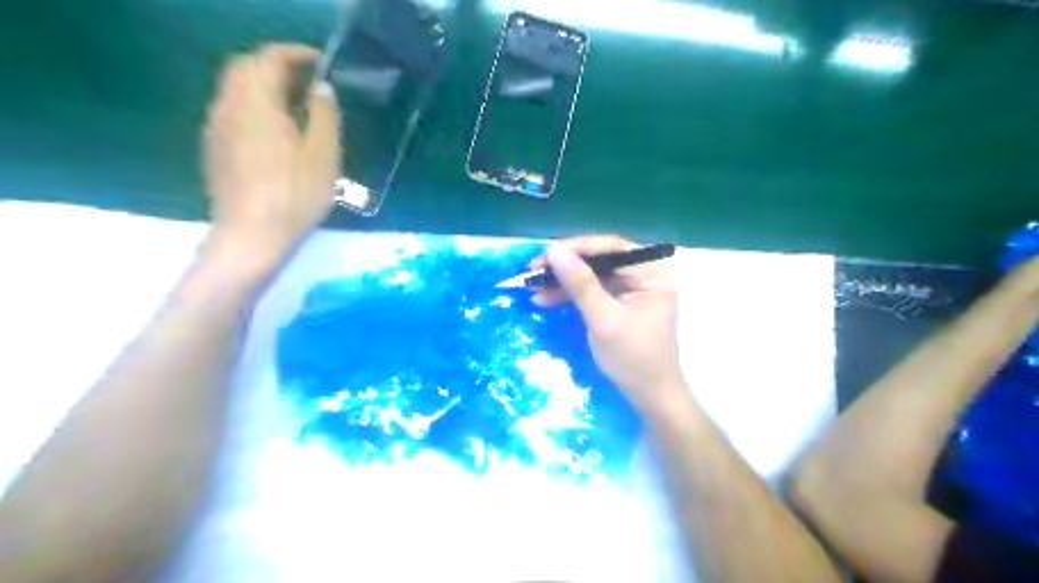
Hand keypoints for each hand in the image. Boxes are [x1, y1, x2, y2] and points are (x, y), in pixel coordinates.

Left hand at [204, 44, 342, 268]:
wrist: (251, 235)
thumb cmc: (295, 195)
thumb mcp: (324, 156)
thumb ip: (324, 116)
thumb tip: (321, 88)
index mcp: (257, 103)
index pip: (269, 57)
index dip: (296, 54)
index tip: (322, 62)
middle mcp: (229, 106)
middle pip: (245, 66)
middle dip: (276, 65)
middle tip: (308, 81)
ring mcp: (217, 127)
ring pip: (235, 88)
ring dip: (264, 85)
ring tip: (296, 105)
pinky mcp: (215, 147)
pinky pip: (232, 109)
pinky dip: (254, 105)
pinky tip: (275, 130)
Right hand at [532, 235, 686, 411]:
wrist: (649, 396)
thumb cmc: (633, 358)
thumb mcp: (604, 320)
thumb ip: (581, 284)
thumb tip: (555, 252)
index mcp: (652, 274)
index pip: (613, 248)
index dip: (578, 248)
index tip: (547, 254)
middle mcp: (644, 275)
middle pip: (600, 260)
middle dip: (566, 266)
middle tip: (534, 269)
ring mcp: (631, 290)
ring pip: (592, 275)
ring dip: (563, 281)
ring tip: (533, 287)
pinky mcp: (619, 303)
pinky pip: (592, 291)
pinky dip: (570, 295)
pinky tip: (546, 299)